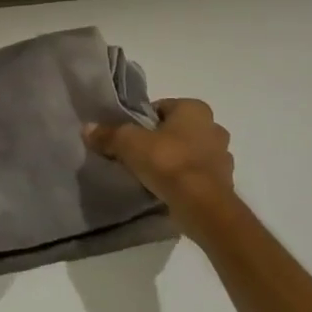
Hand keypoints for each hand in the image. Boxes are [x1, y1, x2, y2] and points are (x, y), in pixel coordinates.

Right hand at [85, 99, 234, 239]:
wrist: (202, 204)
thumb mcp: (128, 144)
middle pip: (177, 130)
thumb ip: (108, 135)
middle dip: (159, 140)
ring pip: (189, 153)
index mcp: (195, 109)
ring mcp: (222, 156)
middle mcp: (214, 127)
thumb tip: (87, 129)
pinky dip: (184, 180)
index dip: (141, 121)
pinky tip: (166, 190)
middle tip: (136, 156)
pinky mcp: (224, 182)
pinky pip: (197, 175)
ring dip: (173, 160)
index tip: (127, 138)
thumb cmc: (168, 162)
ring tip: (150, 175)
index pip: (162, 107)